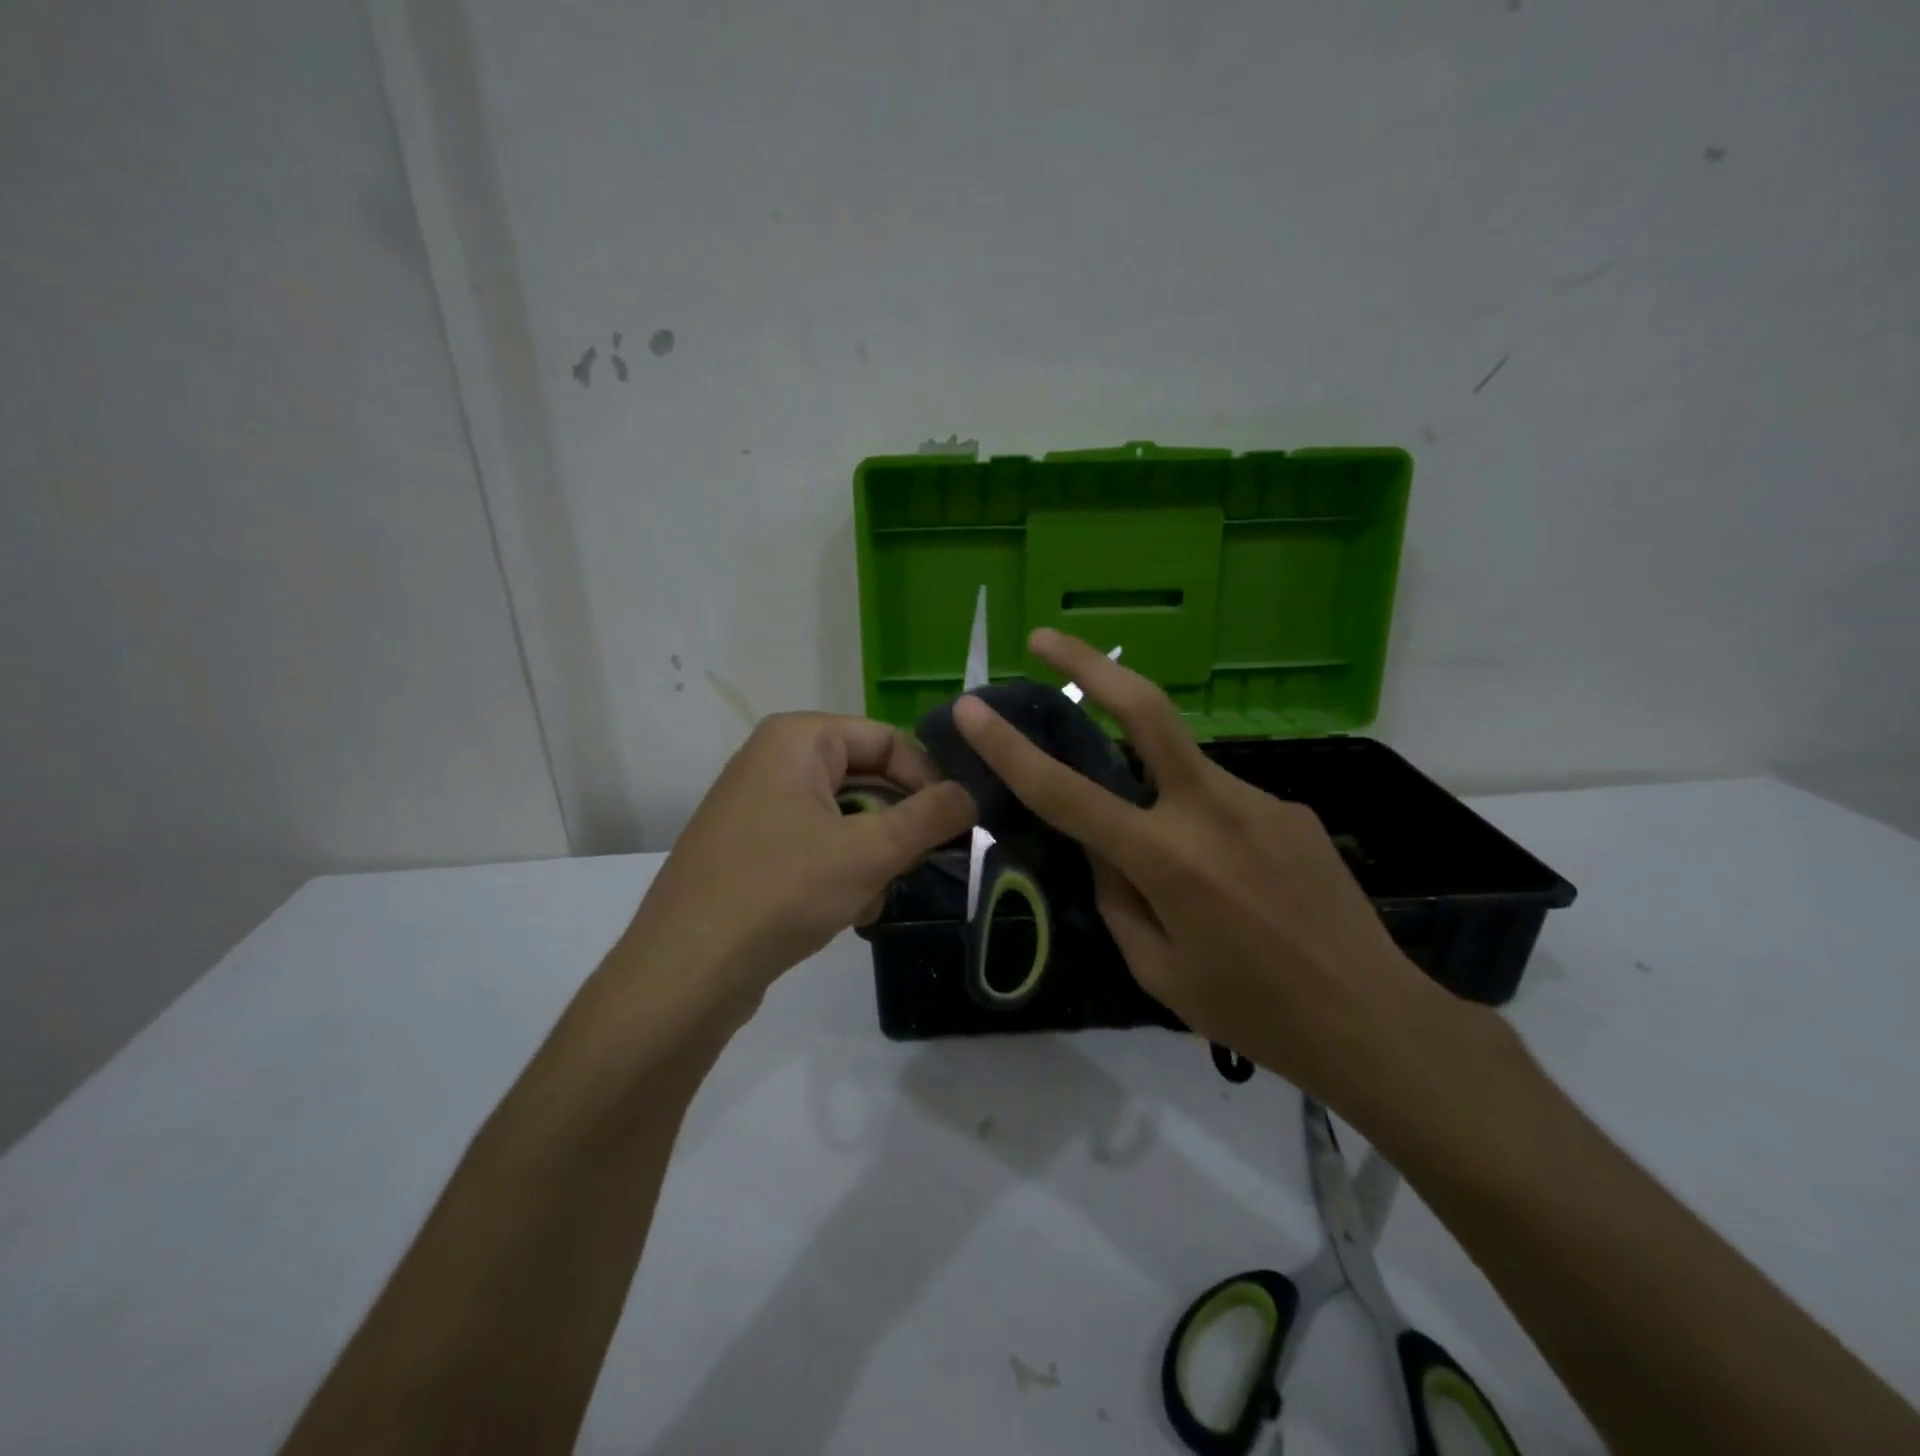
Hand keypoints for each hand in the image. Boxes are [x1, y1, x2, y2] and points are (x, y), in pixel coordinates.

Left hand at [621, 713, 974, 1016]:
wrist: (687, 969)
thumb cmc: (782, 890)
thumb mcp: (870, 851)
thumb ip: (931, 816)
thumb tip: (970, 795)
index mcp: (797, 739)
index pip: (887, 739)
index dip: (929, 778)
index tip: (958, 824)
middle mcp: (774, 759)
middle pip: (867, 778)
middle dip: (898, 825)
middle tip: (923, 862)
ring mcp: (758, 805)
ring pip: (845, 816)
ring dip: (873, 855)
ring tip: (875, 895)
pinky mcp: (752, 847)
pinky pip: (816, 843)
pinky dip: (841, 871)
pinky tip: (847, 911)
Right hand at [953, 630, 1460, 1107]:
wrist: (1374, 1020)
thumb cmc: (1252, 1010)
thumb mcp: (1158, 970)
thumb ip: (1116, 897)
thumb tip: (1102, 849)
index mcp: (1167, 860)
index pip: (1067, 793)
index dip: (1010, 748)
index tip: (974, 708)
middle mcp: (1211, 810)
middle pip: (1144, 711)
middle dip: (1087, 665)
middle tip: (1043, 638)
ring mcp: (1258, 800)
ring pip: (1180, 766)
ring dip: (1152, 784)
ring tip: (1179, 865)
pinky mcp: (1288, 807)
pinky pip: (1221, 800)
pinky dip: (1200, 823)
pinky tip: (1232, 880)